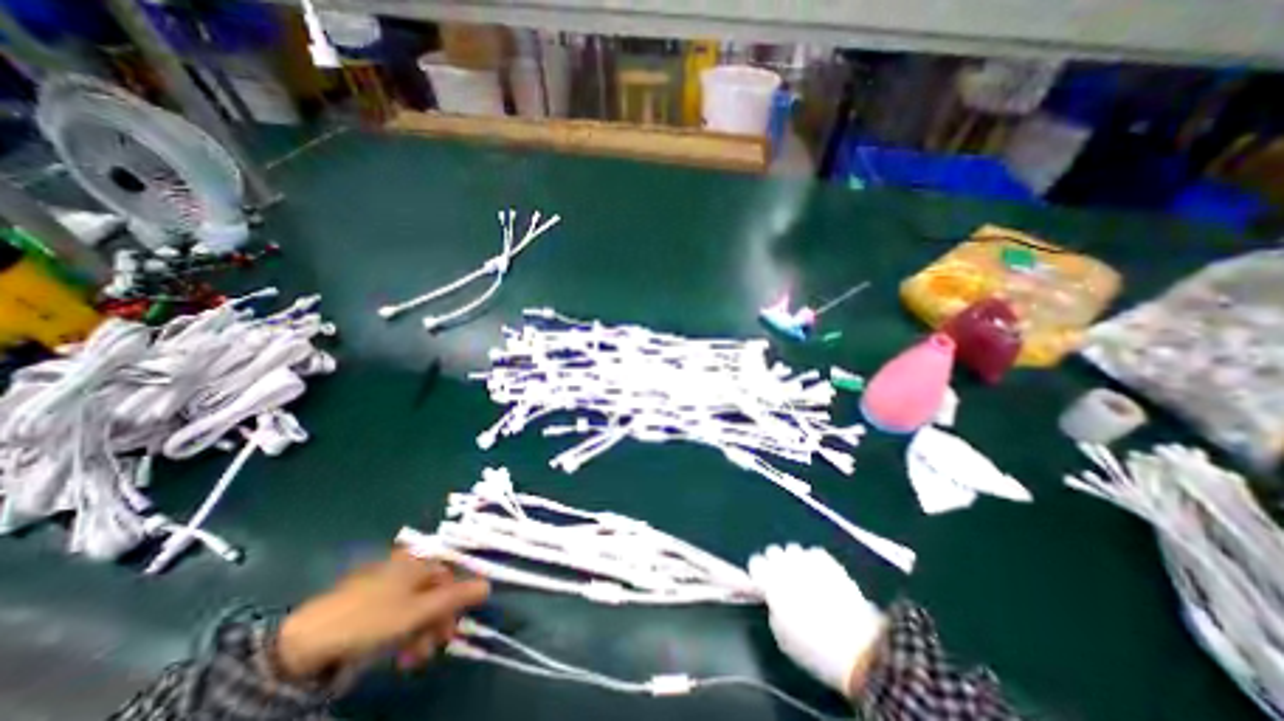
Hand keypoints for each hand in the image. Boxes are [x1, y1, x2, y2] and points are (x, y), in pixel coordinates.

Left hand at [276, 551, 486, 681]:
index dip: (456, 600)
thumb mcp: (418, 612)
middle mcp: (404, 566)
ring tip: (412, 659)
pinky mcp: (365, 603)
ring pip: (414, 605)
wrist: (302, 643)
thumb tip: (489, 584)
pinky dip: (400, 632)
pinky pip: (394, 613)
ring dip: (420, 632)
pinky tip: (395, 652)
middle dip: (436, 621)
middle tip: (433, 649)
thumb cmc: (370, 620)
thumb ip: (455, 598)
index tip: (453, 627)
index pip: (449, 575)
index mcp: (418, 561)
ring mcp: (383, 584)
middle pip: (432, 591)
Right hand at [750, 546, 890, 697]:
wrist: (858, 649)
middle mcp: (786, 563)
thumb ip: (771, 606)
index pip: (755, 562)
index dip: (758, 574)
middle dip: (775, 564)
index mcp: (770, 580)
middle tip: (784, 583)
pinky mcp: (829, 561)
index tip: (763, 586)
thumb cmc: (813, 648)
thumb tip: (772, 597)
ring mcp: (808, 559)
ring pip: (793, 549)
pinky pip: (813, 553)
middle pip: (772, 551)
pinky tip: (820, 578)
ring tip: (803, 579)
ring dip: (794, 561)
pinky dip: (813, 562)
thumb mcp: (781, 634)